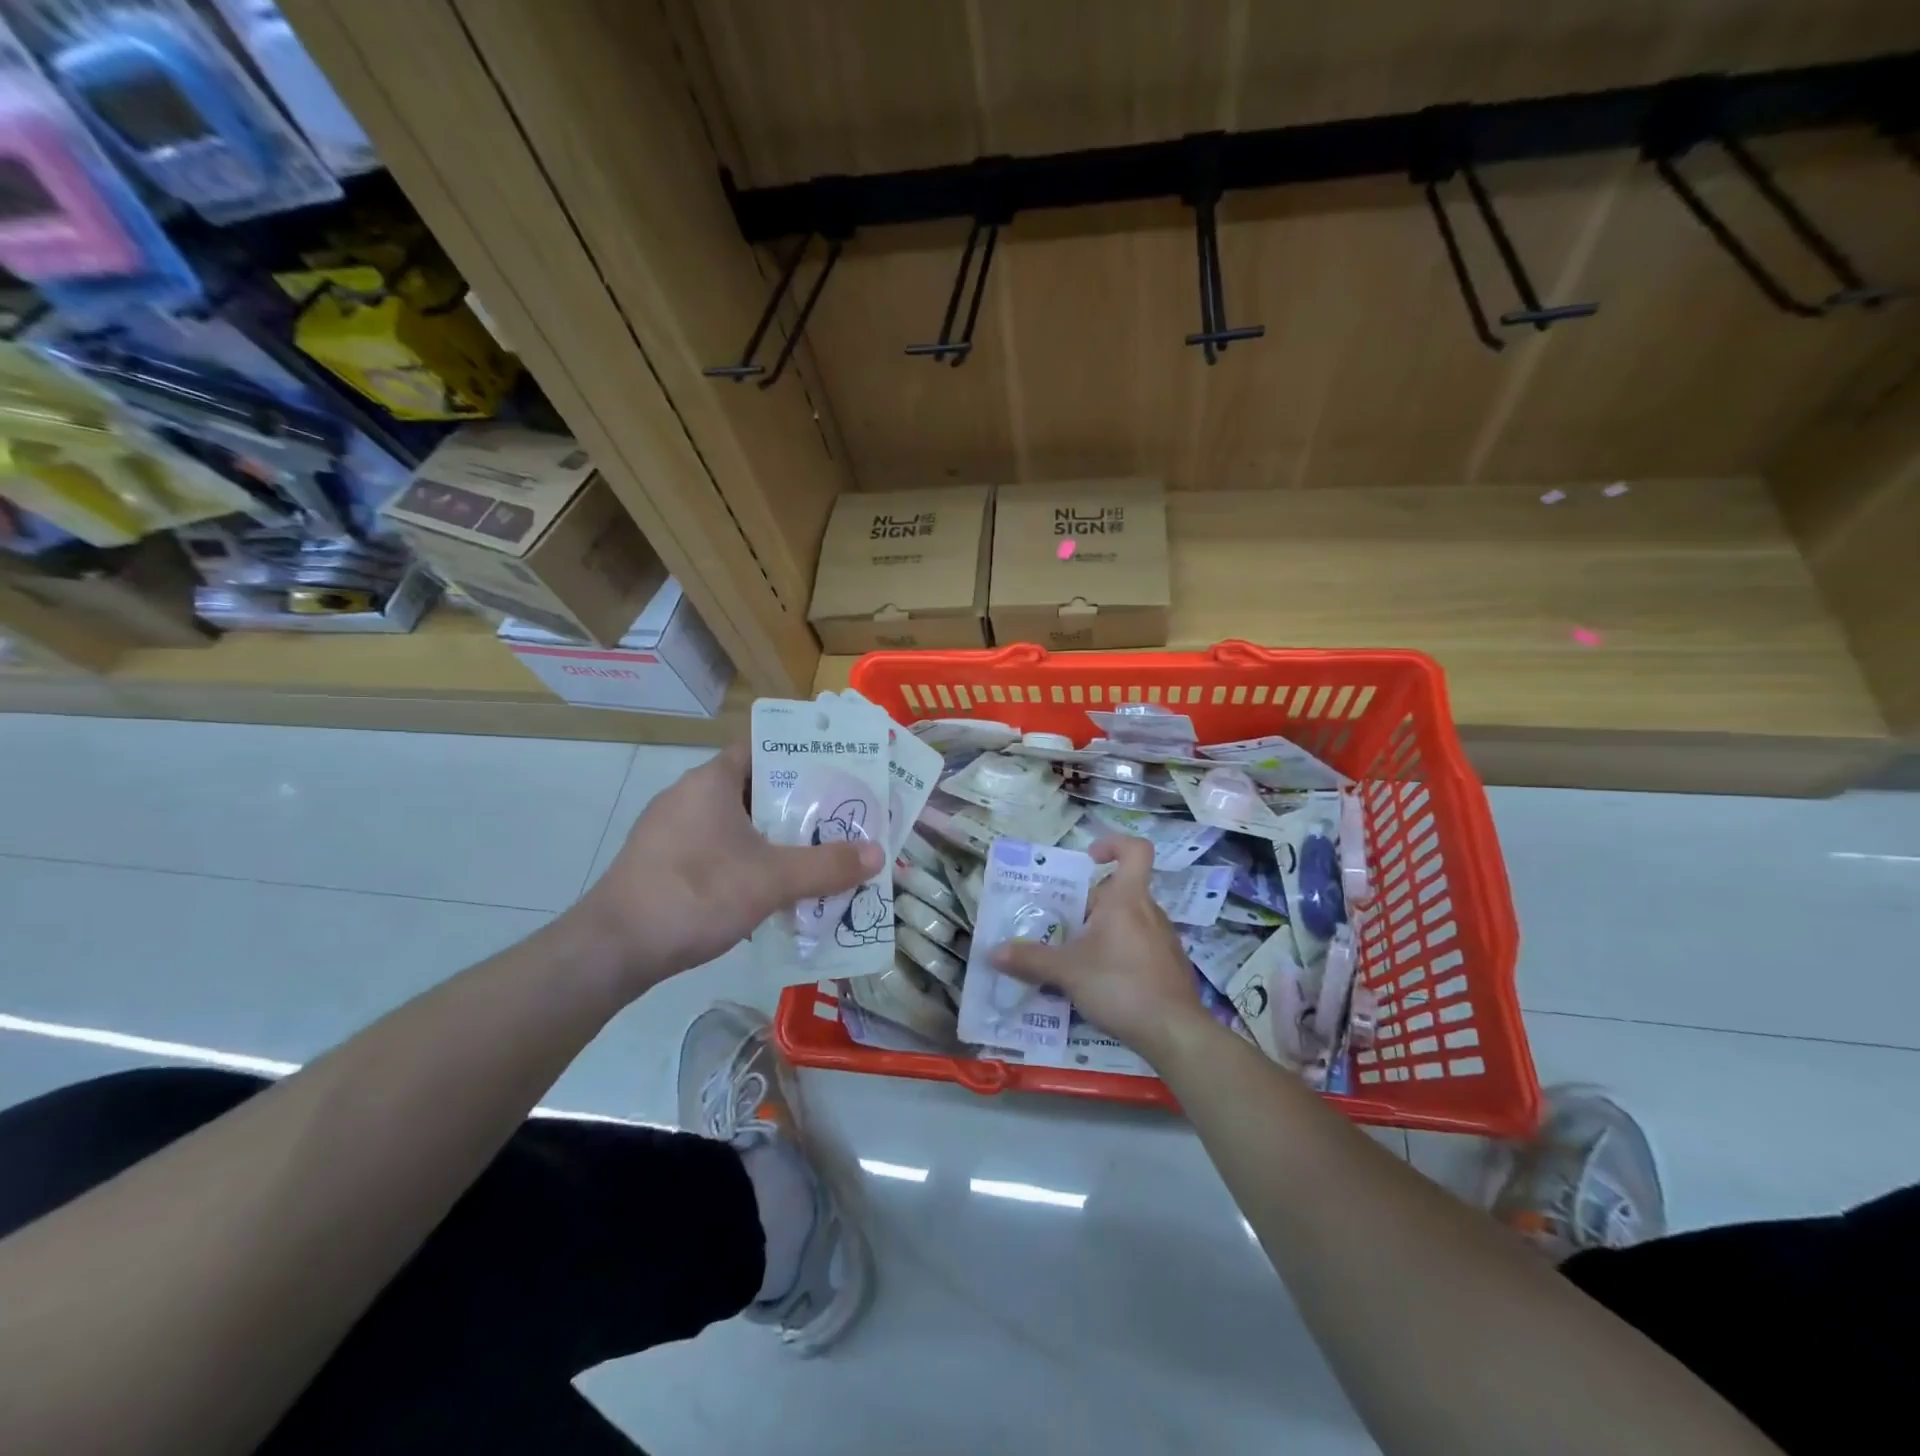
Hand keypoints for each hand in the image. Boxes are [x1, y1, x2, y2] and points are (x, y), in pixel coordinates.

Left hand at [580, 742, 883, 990]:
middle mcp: (689, 796)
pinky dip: (746, 860)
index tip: (837, 772)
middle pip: (755, 788)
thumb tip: (879, 854)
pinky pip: (716, 849)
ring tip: (814, 855)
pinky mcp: (661, 862)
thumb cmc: (695, 894)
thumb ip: (827, 866)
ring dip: (772, 837)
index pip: (762, 748)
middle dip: (796, 804)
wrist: (613, 949)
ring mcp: (670, 830)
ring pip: (736, 823)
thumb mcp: (772, 880)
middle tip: (839, 818)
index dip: (801, 756)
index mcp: (712, 781)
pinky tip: (770, 889)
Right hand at [991, 835, 1214, 1063]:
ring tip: (1077, 958)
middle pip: (1120, 892)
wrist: (1175, 1032)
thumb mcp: (1068, 972)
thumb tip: (994, 952)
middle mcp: (1150, 911)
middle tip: (1062, 927)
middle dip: (1090, 905)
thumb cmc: (1120, 985)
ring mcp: (1164, 939)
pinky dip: (1120, 954)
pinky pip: (1140, 946)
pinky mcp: (1170, 966)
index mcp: (1127, 898)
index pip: (1135, 850)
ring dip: (1103, 932)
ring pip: (1129, 921)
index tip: (1090, 858)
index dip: (1114, 844)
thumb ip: (1031, 959)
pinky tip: (1102, 983)